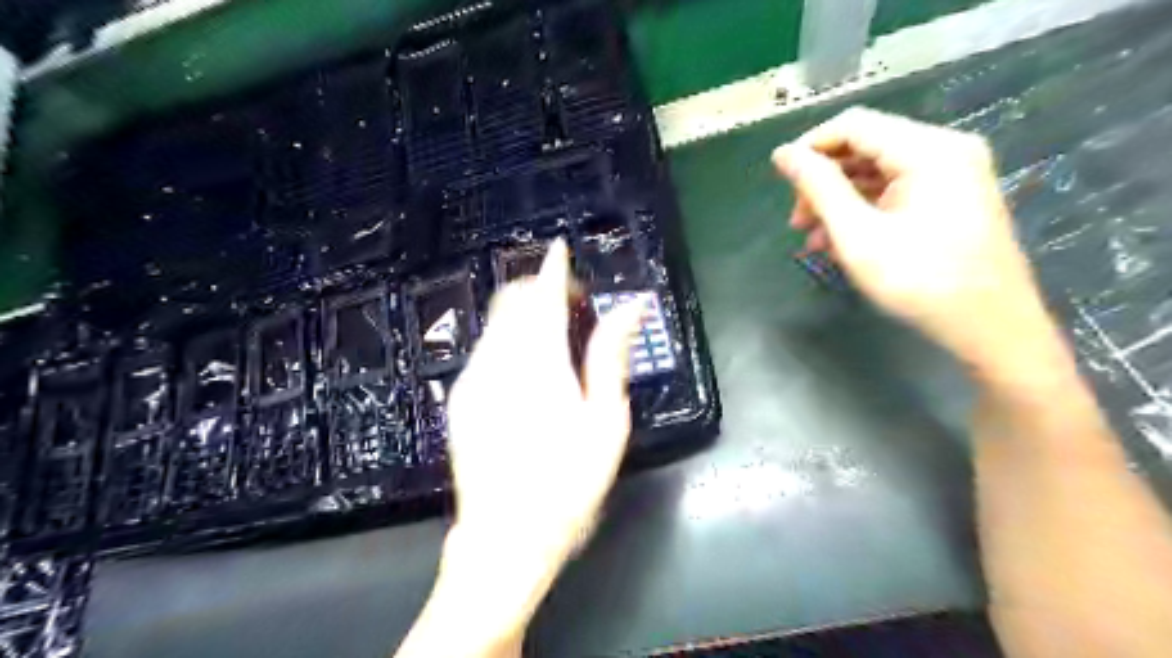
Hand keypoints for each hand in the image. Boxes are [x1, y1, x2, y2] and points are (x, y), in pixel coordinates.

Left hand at [444, 237, 640, 600]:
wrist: (505, 538)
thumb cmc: (568, 483)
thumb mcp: (605, 420)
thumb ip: (609, 355)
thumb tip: (630, 308)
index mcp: (539, 362)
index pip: (544, 296)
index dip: (554, 268)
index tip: (561, 248)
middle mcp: (498, 360)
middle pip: (512, 301)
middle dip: (537, 288)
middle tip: (569, 302)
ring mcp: (471, 379)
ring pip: (495, 324)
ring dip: (522, 315)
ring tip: (551, 336)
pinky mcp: (458, 399)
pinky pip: (484, 350)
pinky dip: (506, 340)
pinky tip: (524, 367)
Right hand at [776, 109, 1047, 373]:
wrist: (990, 327)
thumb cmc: (920, 281)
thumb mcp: (858, 234)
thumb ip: (819, 188)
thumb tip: (784, 154)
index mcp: (927, 150)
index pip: (854, 125)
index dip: (810, 146)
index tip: (779, 179)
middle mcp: (944, 150)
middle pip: (866, 147)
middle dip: (823, 181)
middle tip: (796, 221)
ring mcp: (953, 174)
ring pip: (877, 172)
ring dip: (839, 200)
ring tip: (812, 239)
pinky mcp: (952, 198)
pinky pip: (896, 191)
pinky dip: (864, 210)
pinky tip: (840, 242)